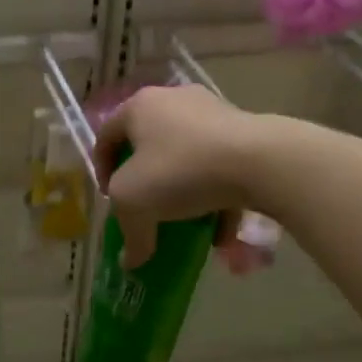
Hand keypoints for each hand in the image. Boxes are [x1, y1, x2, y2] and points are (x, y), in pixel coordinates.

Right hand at [94, 85, 267, 267]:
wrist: (260, 161)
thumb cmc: (180, 171)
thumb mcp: (134, 204)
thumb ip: (129, 233)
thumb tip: (130, 262)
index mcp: (139, 107)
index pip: (106, 137)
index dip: (102, 171)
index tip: (111, 200)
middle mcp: (174, 100)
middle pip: (148, 146)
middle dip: (146, 184)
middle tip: (146, 210)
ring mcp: (213, 112)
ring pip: (187, 158)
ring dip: (183, 193)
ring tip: (185, 224)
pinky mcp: (245, 131)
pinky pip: (219, 165)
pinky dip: (216, 195)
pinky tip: (220, 231)